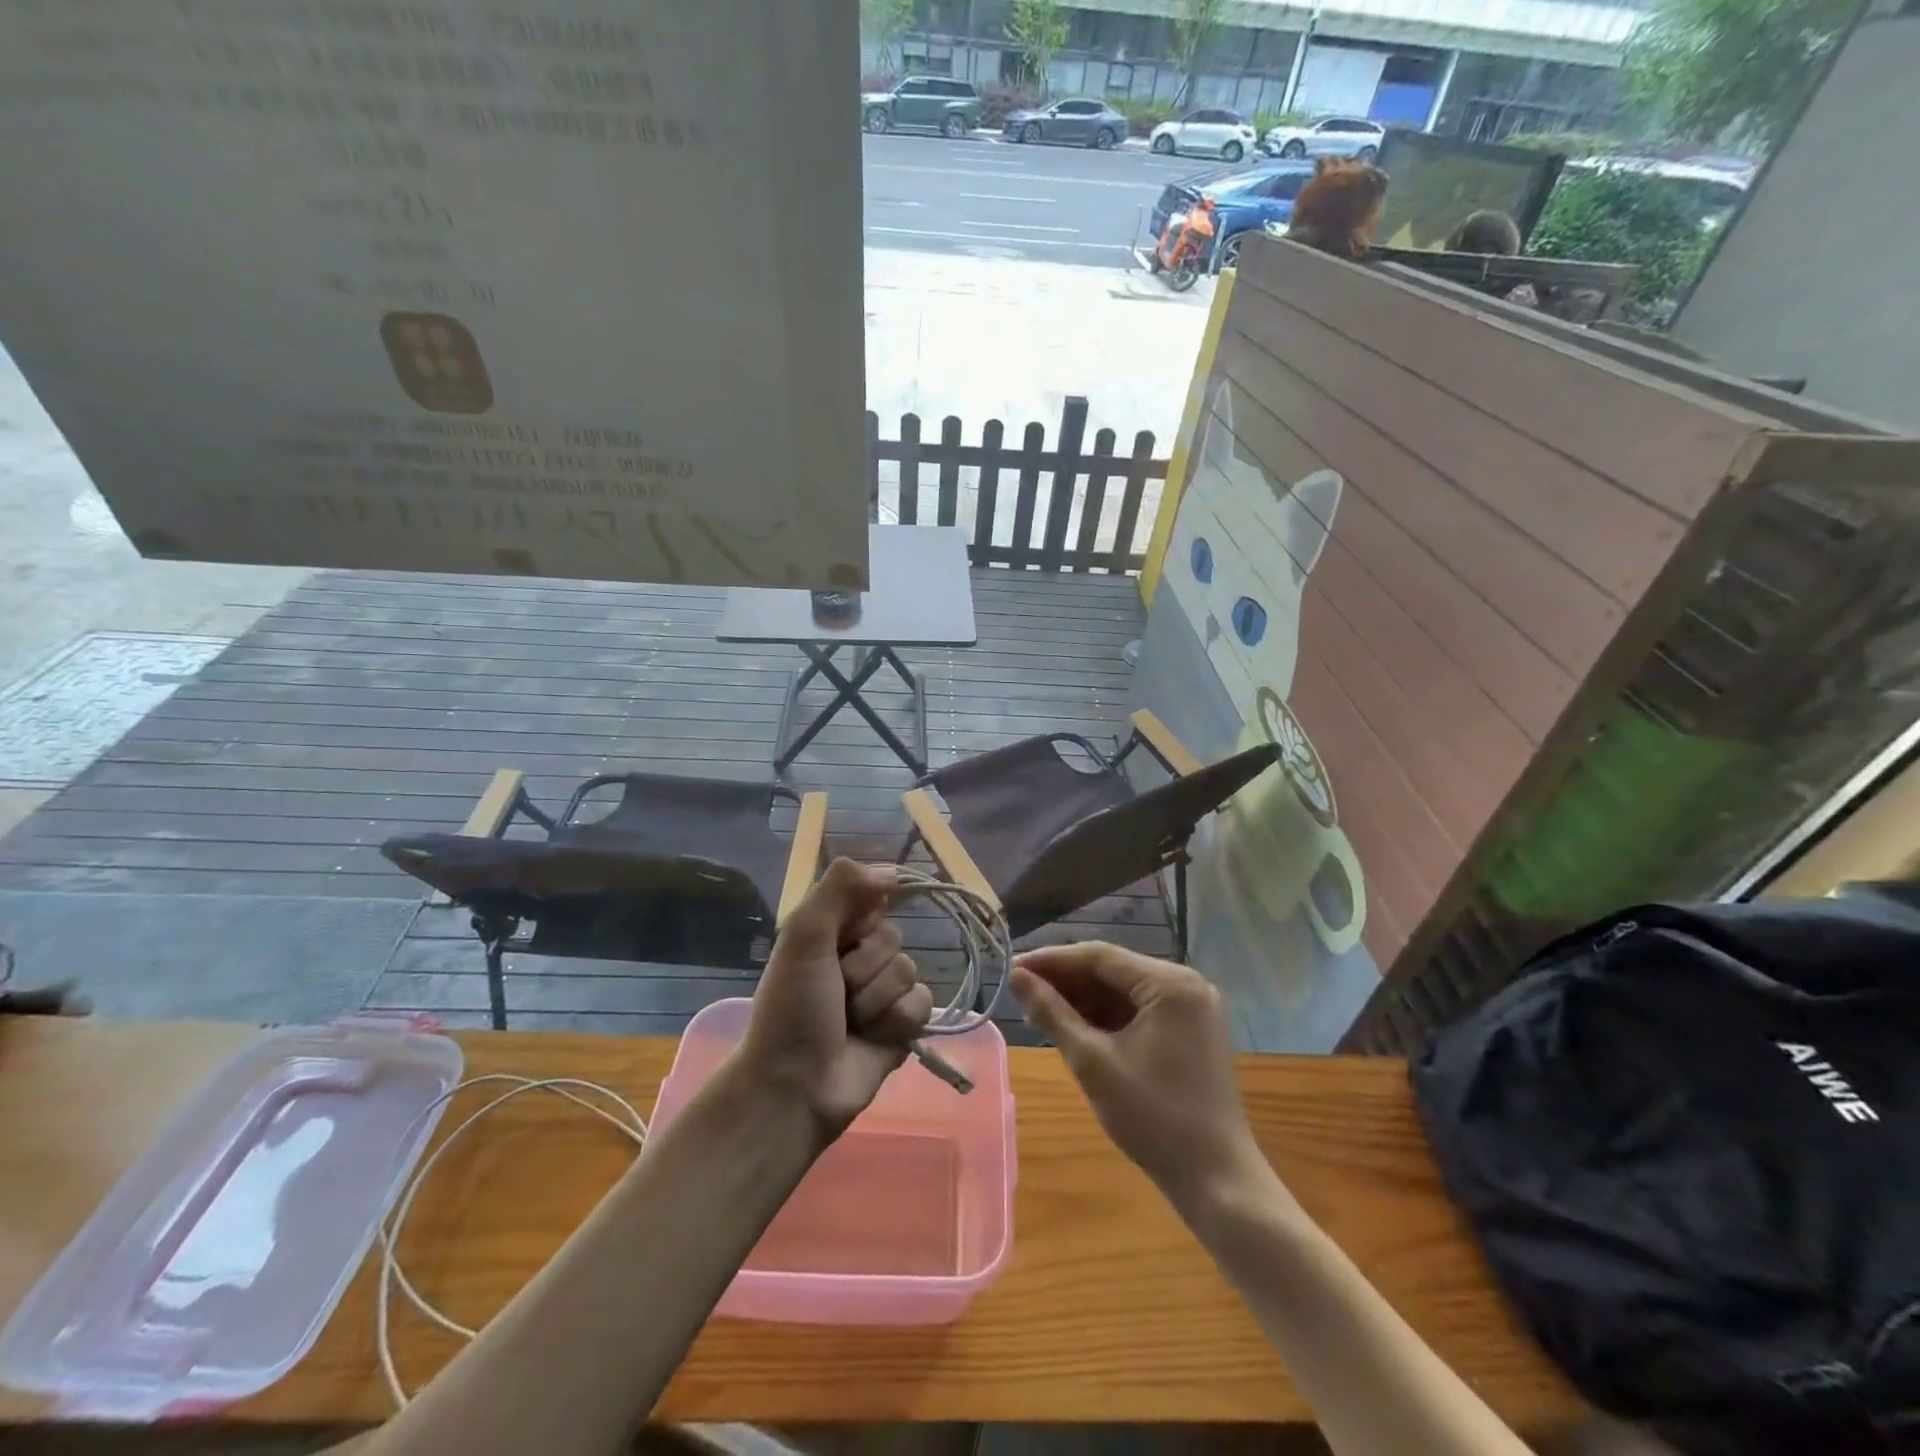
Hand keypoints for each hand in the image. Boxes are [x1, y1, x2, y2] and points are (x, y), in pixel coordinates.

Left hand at [741, 858, 933, 1138]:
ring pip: (908, 971)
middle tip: (837, 991)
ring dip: (877, 999)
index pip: (871, 900)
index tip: (845, 934)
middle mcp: (858, 958)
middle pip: (893, 937)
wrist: (796, 1086)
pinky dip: (897, 1021)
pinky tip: (875, 1038)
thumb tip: (892, 868)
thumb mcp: (803, 936)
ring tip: (851, 1022)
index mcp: (831, 934)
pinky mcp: (902, 1026)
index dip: (861, 918)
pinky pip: (922, 1004)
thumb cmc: (793, 1008)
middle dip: (865, 967)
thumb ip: (840, 888)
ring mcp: (882, 993)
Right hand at [1011, 942, 1262, 1209]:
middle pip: (1112, 970)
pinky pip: (1139, 1010)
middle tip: (1021, 993)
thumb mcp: (1093, 1062)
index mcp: (1170, 984)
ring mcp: (1191, 1007)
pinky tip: (1075, 1027)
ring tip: (1040, 1013)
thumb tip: (1017, 977)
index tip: (1012, 969)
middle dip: (1066, 982)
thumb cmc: (1153, 1118)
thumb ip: (1052, 1013)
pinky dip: (1107, 1017)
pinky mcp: (1190, 1030)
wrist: (1216, 1179)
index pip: (1099, 956)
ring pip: (1124, 990)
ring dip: (1083, 999)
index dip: (1051, 961)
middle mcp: (1186, 984)